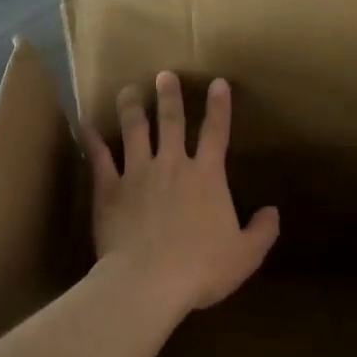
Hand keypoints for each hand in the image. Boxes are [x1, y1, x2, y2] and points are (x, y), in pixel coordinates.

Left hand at [84, 72, 279, 318]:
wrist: (149, 281)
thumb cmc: (202, 268)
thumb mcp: (246, 254)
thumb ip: (262, 230)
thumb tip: (272, 212)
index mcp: (207, 177)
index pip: (216, 133)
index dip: (219, 107)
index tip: (218, 83)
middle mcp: (172, 165)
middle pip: (171, 122)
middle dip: (169, 96)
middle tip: (164, 75)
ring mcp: (137, 174)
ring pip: (134, 131)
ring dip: (132, 108)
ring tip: (128, 90)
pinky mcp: (109, 190)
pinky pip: (98, 158)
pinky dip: (91, 140)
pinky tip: (84, 124)